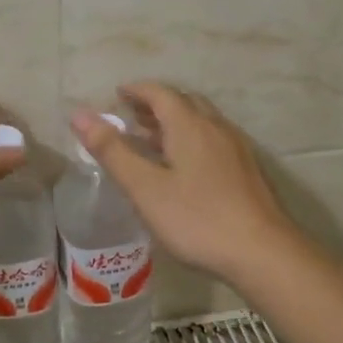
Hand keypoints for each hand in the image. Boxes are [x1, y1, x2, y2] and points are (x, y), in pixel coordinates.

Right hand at [71, 83, 299, 282]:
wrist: (263, 252)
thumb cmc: (197, 219)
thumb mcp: (145, 188)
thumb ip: (112, 151)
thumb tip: (80, 115)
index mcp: (190, 126)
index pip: (160, 93)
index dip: (137, 90)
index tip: (117, 94)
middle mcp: (216, 128)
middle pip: (184, 103)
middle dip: (156, 104)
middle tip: (131, 116)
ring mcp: (236, 149)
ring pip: (201, 122)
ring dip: (175, 123)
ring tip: (152, 140)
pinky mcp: (247, 171)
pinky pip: (213, 141)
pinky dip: (191, 140)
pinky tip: (184, 168)